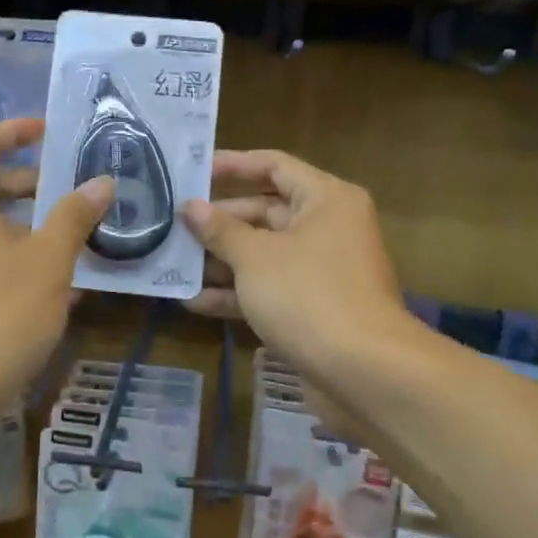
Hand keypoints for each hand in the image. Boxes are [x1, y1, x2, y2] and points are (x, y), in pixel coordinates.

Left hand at [0, 118, 112, 415]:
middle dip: (29, 183)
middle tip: (72, 191)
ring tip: (70, 240)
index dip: (16, 130)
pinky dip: (8, 254)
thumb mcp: (48, 262)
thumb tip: (102, 182)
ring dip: (24, 224)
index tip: (50, 132)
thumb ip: (74, 216)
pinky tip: (47, 284)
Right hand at [183, 150, 412, 394]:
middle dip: (218, 222)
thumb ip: (220, 229)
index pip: (274, 166)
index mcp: (325, 199)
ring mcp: (322, 270)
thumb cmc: (308, 295)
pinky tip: (193, 302)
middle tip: (174, 224)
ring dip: (221, 261)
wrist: (364, 373)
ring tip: (174, 263)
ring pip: (264, 254)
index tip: (192, 173)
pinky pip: (270, 289)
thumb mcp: (255, 257)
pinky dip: (237, 293)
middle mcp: (328, 228)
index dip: (232, 165)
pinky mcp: (314, 307)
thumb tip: (191, 207)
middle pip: (265, 212)